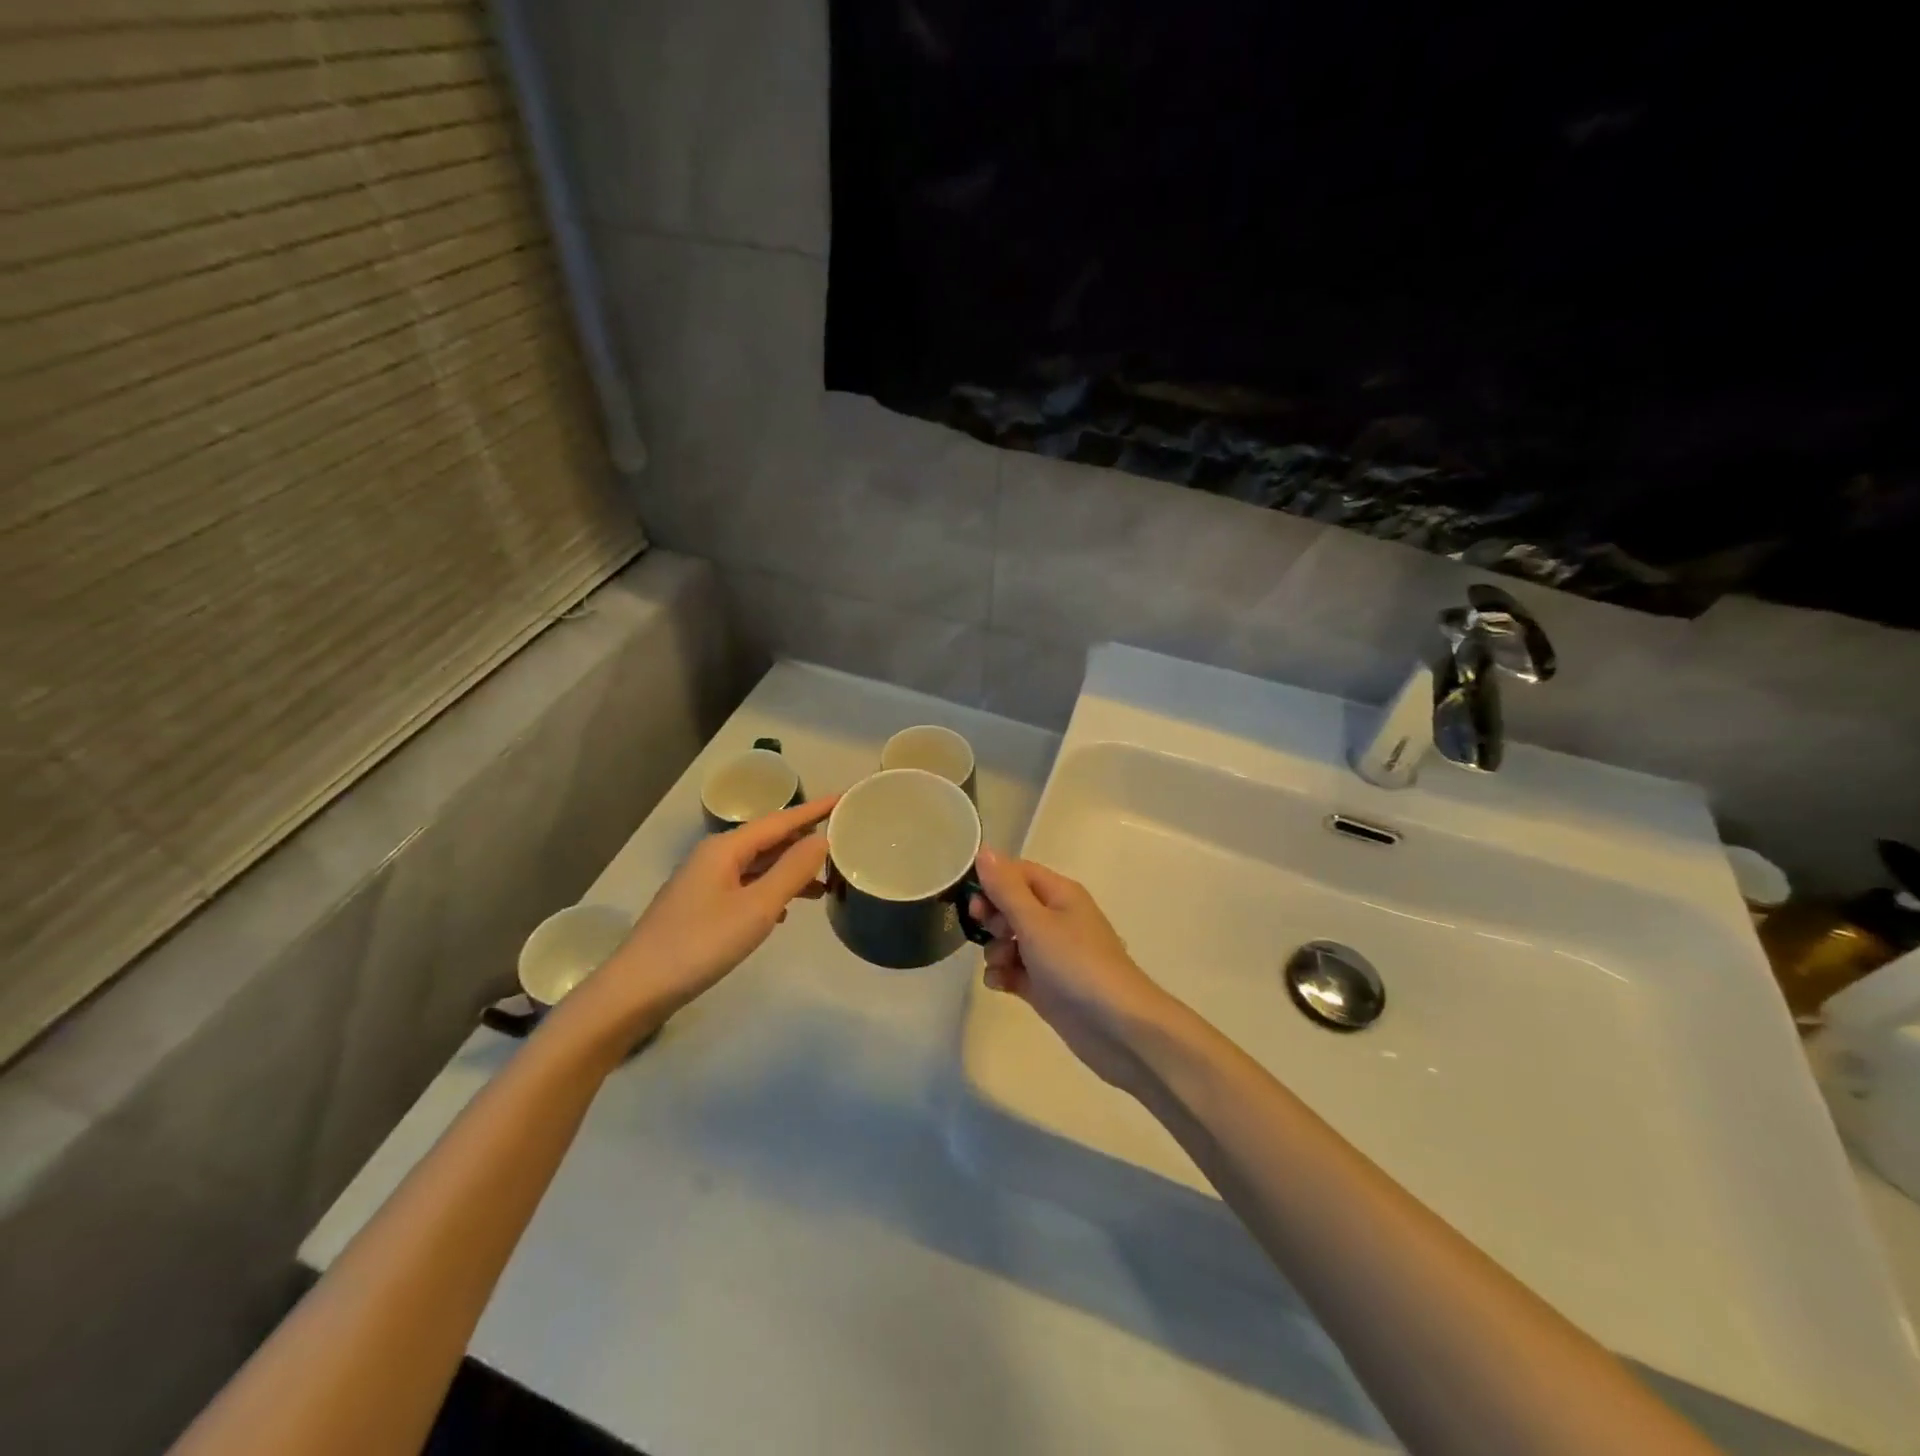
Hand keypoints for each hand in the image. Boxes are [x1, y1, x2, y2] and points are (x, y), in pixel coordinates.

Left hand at [568, 797, 836, 1035]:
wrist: (637, 989)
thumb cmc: (700, 944)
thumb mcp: (756, 908)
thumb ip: (792, 871)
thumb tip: (821, 839)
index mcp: (726, 848)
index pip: (781, 820)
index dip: (815, 809)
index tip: (845, 797)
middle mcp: (714, 856)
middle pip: (769, 839)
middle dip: (805, 841)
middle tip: (843, 842)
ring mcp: (704, 882)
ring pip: (758, 865)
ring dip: (791, 870)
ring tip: (825, 884)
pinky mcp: (700, 907)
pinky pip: (746, 886)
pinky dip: (771, 890)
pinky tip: (785, 910)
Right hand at [970, 847, 1176, 1093]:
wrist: (1117, 1027)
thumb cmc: (1076, 964)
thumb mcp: (1035, 922)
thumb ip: (1005, 888)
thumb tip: (983, 850)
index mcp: (1059, 894)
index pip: (1017, 872)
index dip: (992, 881)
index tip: (973, 900)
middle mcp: (1056, 918)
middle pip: (1010, 905)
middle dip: (992, 917)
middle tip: (989, 931)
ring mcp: (1051, 953)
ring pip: (1009, 940)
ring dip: (995, 949)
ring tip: (1001, 964)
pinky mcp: (1045, 985)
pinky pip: (1014, 969)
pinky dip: (1003, 974)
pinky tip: (1001, 984)